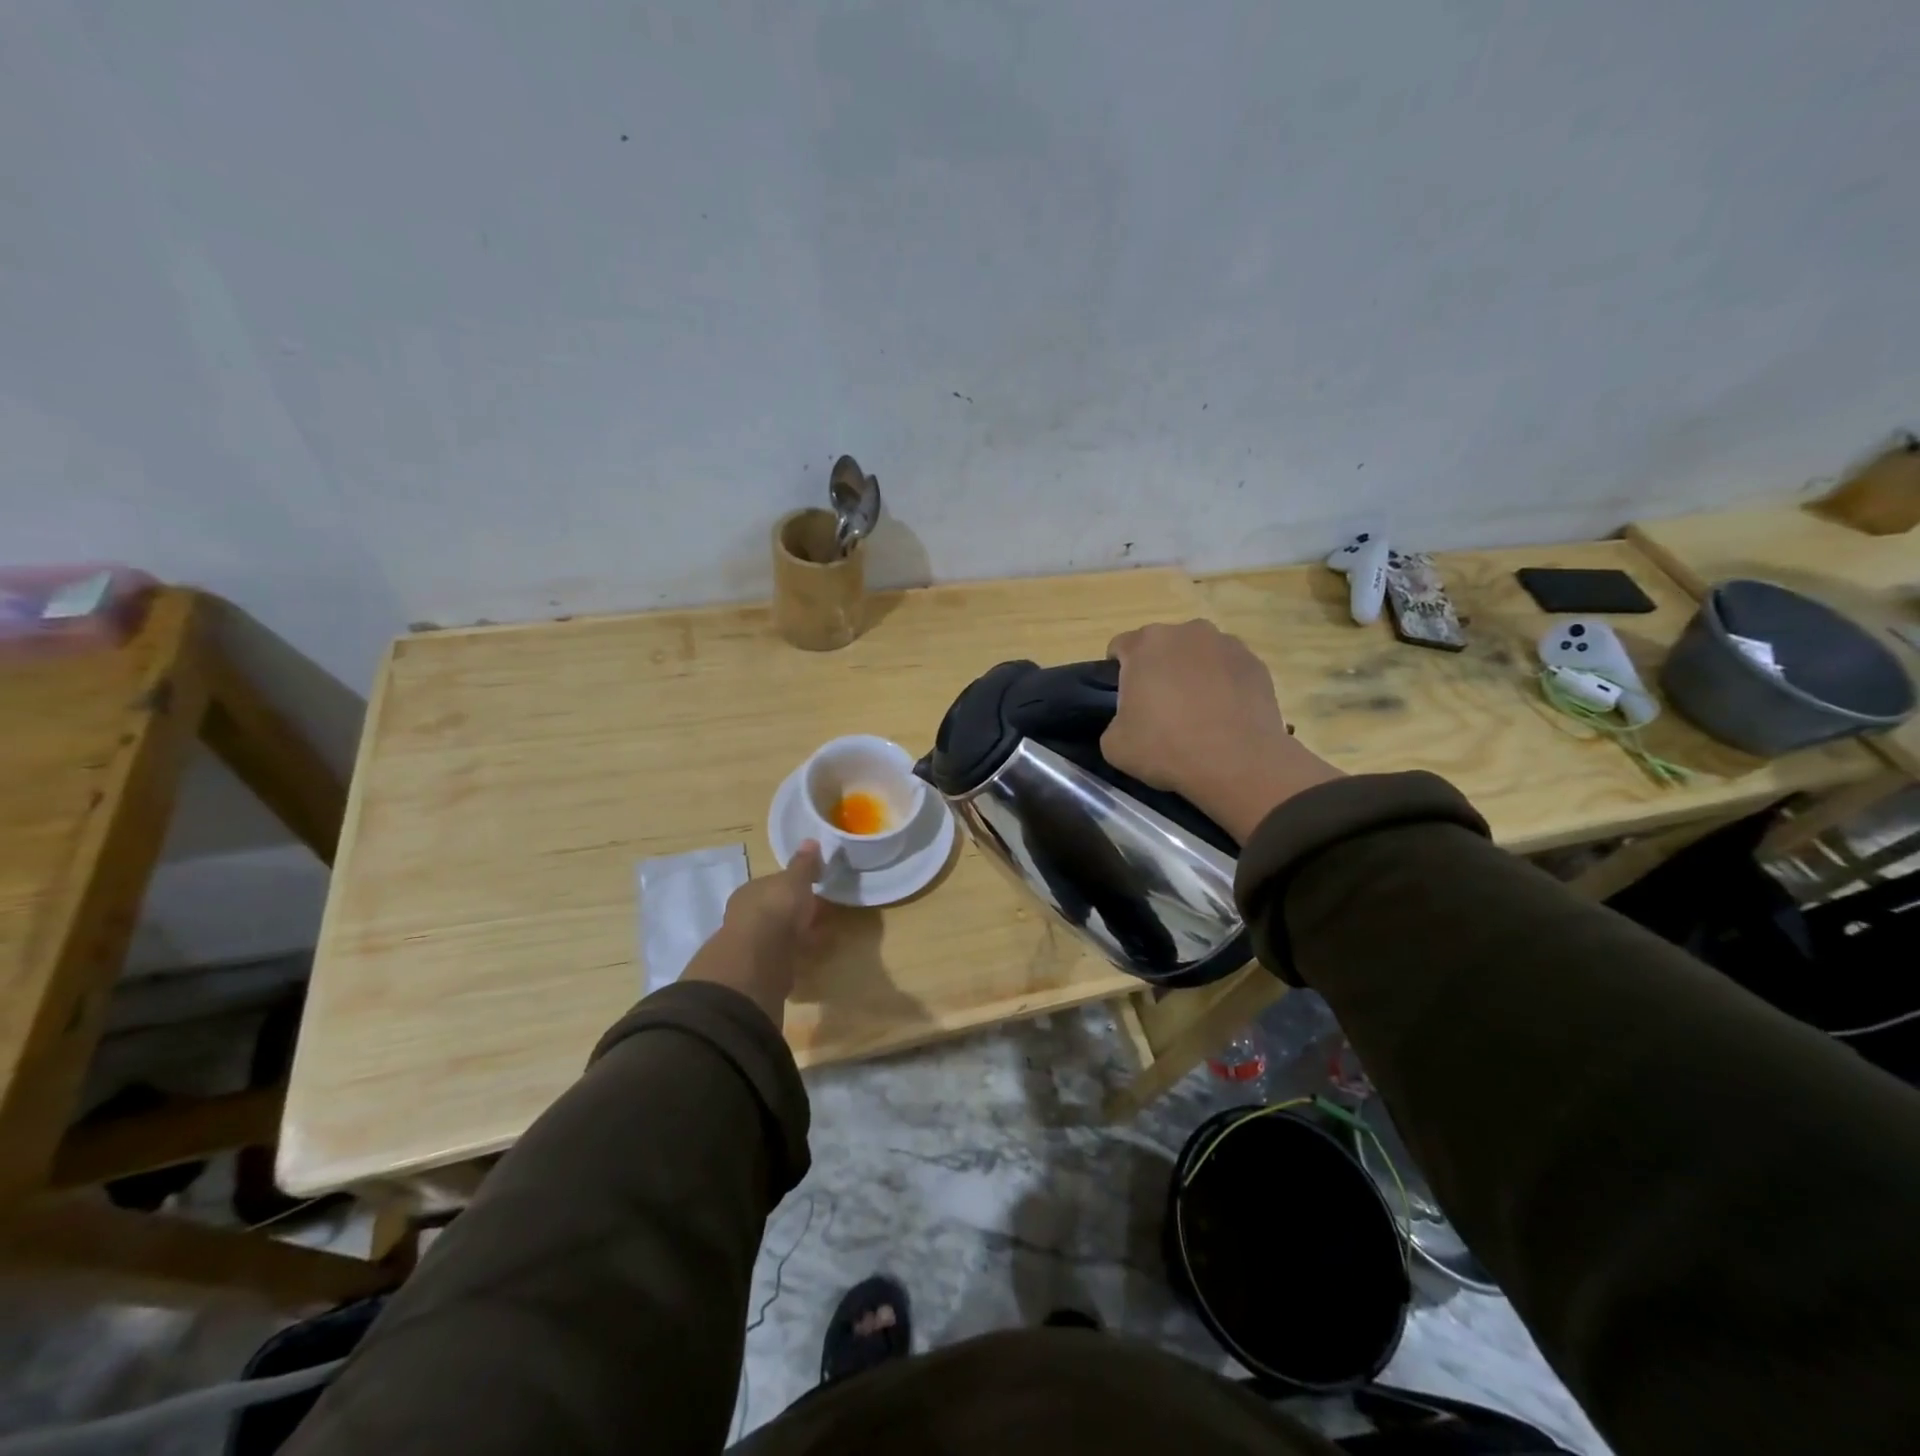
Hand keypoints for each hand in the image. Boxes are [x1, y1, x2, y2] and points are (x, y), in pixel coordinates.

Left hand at [682, 842, 827, 1023]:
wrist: (759, 958)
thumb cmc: (776, 908)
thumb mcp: (795, 879)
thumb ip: (803, 864)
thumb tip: (810, 841)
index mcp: (750, 891)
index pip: (771, 884)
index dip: (791, 886)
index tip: (811, 888)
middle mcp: (745, 916)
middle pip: (773, 911)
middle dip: (793, 912)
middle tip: (818, 914)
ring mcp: (750, 945)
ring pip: (777, 935)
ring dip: (794, 936)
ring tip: (819, 937)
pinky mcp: (758, 970)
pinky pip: (781, 957)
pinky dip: (794, 956)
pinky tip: (809, 958)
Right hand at [1101, 620, 1342, 843]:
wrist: (1238, 765)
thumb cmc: (1167, 748)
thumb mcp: (1114, 745)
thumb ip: (1113, 721)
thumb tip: (1128, 720)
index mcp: (1145, 644)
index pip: (1120, 647)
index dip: (1118, 673)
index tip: (1125, 700)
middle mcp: (1186, 632)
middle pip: (1162, 646)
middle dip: (1158, 669)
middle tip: (1159, 708)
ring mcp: (1226, 644)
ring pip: (1198, 655)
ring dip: (1192, 674)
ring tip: (1197, 713)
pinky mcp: (1256, 664)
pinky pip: (1228, 669)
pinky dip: (1223, 685)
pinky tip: (1224, 716)